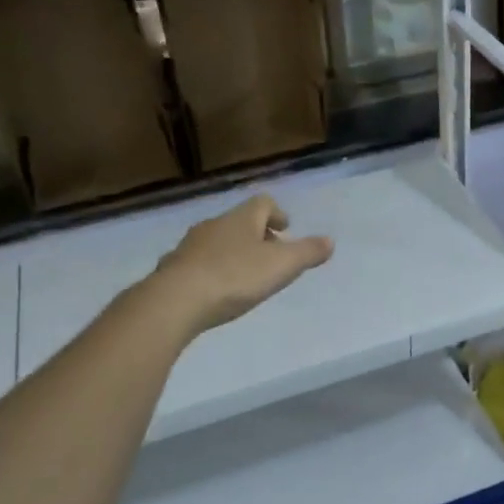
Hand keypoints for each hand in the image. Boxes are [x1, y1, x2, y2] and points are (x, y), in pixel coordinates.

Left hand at [144, 195, 332, 337]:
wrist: (175, 301)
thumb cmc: (234, 277)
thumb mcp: (281, 266)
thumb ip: (307, 252)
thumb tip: (330, 240)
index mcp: (242, 219)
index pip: (262, 203)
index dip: (277, 213)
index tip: (285, 228)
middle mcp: (214, 225)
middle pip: (240, 222)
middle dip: (257, 235)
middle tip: (271, 254)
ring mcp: (189, 246)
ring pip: (217, 241)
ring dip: (233, 252)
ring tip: (245, 274)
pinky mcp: (173, 269)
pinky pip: (198, 262)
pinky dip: (211, 270)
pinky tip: (215, 290)